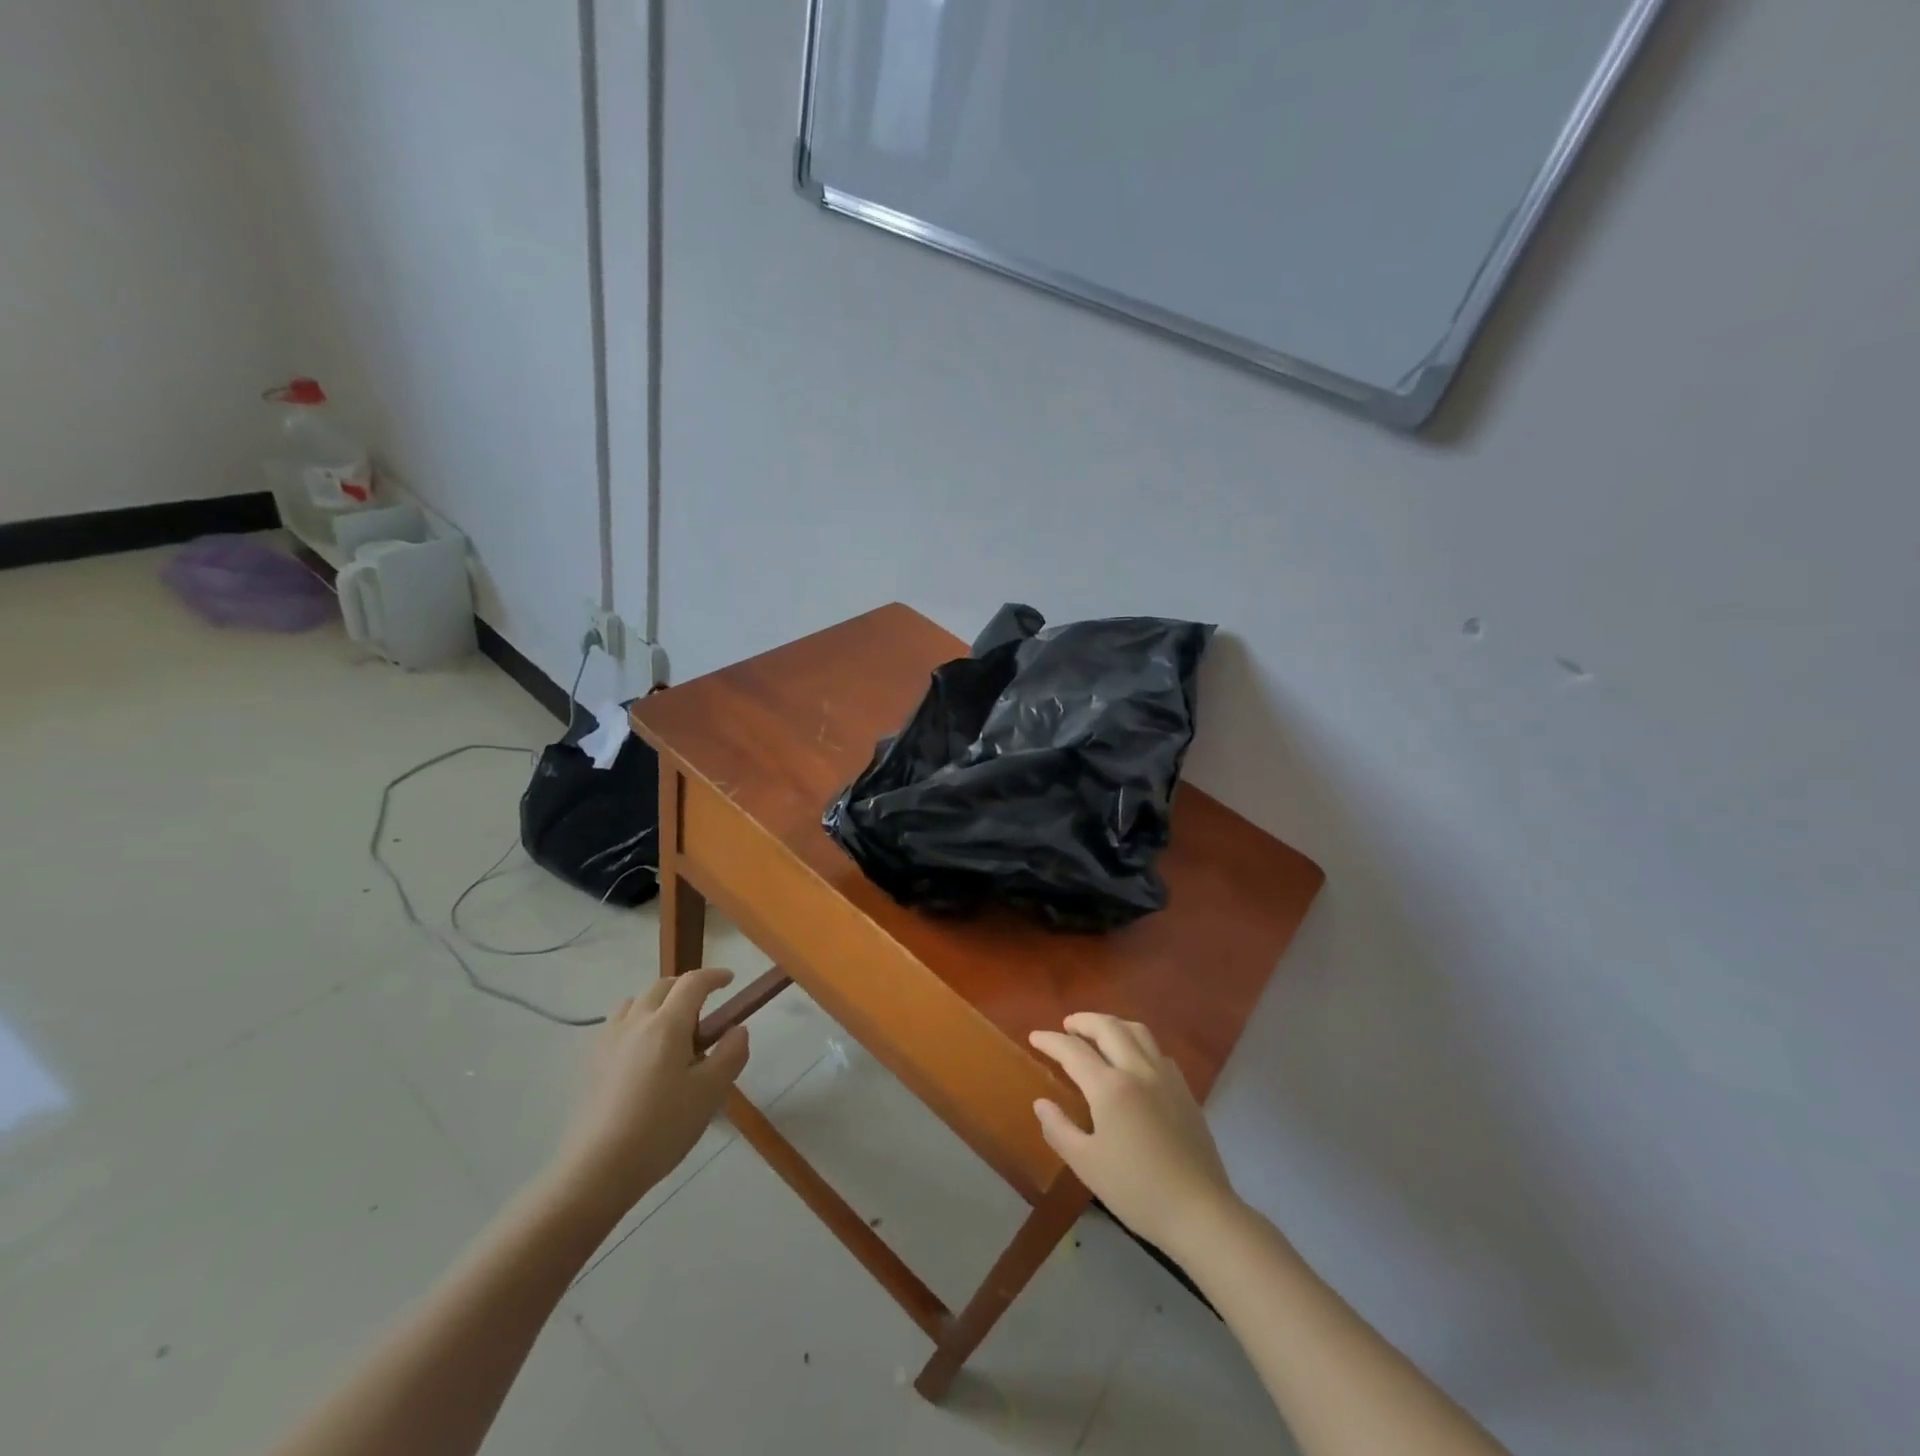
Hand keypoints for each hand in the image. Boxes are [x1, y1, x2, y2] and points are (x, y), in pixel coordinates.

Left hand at [547, 968, 749, 1221]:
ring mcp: (607, 1041)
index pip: (693, 983)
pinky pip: (616, 1026)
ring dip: (656, 1004)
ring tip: (669, 1031)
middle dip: (685, 988)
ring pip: (634, 1003)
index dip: (714, 976)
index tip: (729, 980)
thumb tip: (737, 1029)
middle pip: (662, 986)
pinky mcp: (589, 1064)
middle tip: (703, 1010)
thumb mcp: (710, 1093)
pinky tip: (640, 1055)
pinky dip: (634, 1024)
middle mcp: (636, 1022)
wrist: (597, 1169)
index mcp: (668, 1024)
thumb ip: (730, 1054)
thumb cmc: (662, 1128)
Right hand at [1029, 1013, 1237, 1252]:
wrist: (1200, 1211)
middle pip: (1108, 1027)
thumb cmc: (1136, 1190)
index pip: (1073, 1051)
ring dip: (1113, 1024)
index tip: (1035, 1036)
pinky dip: (1137, 1042)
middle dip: (1084, 1021)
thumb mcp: (1087, 1165)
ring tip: (1099, 1033)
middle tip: (1067, 1025)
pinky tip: (1134, 1060)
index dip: (1051, 1041)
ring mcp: (1166, 1078)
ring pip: (1138, 1031)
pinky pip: (1157, 1050)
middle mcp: (1138, 1070)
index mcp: (1110, 1087)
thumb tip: (1041, 1103)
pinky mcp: (1185, 1091)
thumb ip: (1059, 1129)